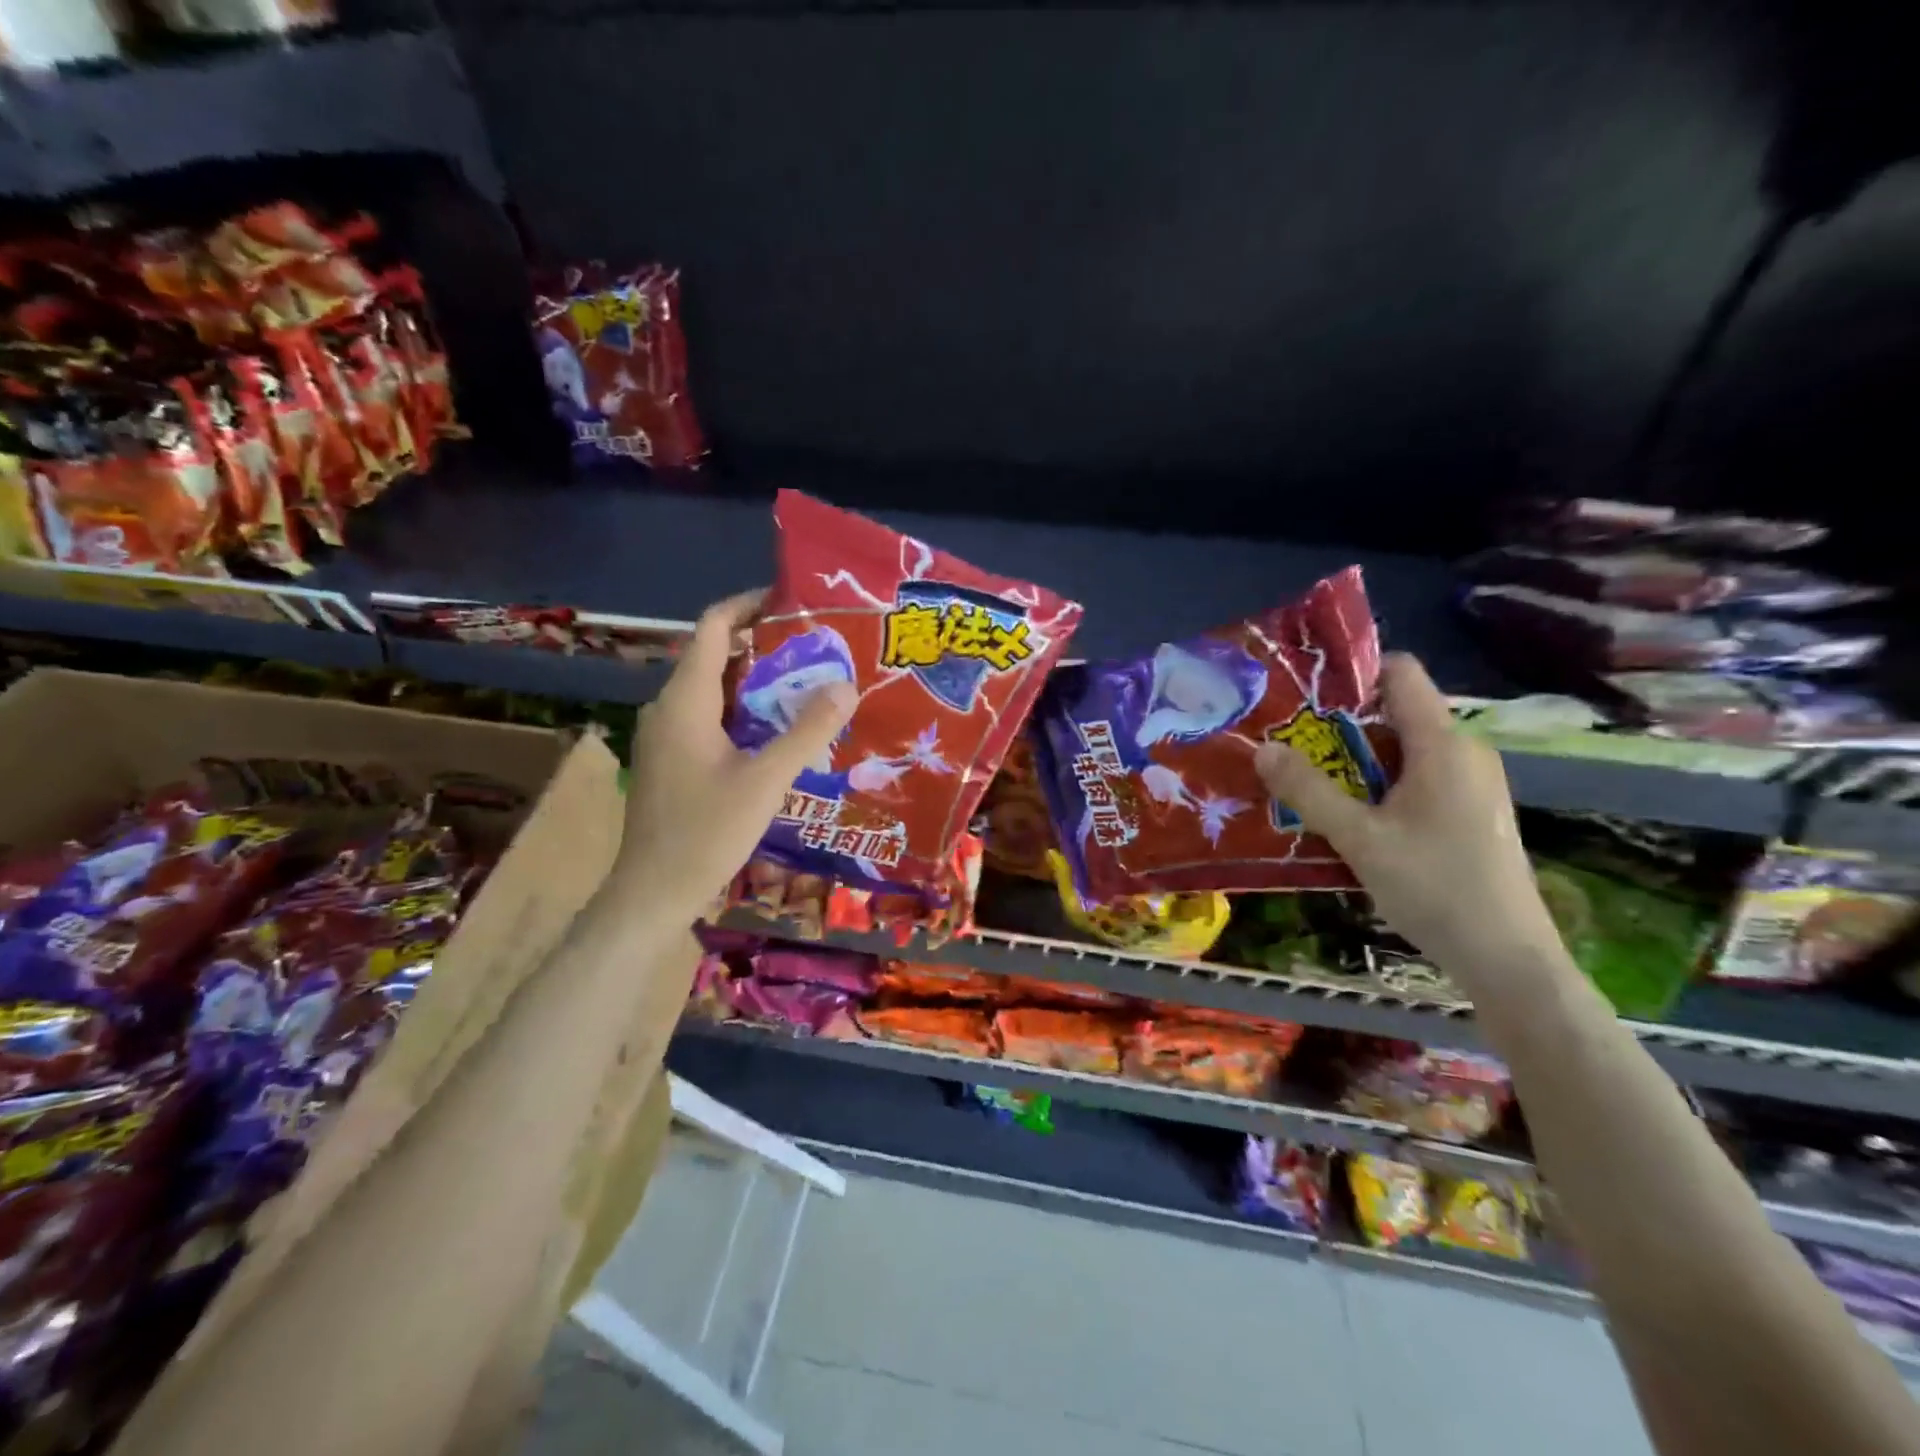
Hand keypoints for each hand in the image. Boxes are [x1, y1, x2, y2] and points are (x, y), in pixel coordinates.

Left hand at [615, 591, 855, 912]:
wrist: (652, 893)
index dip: (748, 606)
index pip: (712, 627)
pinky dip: (744, 713)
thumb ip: (807, 731)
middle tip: (818, 652)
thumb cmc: (706, 833)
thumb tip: (846, 686)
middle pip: (716, 657)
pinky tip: (778, 735)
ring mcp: (666, 736)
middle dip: (765, 648)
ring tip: (807, 689)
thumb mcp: (766, 781)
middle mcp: (669, 708)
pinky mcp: (671, 760)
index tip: (791, 603)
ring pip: (715, 691)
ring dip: (757, 684)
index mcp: (685, 701)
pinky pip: (710, 718)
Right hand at [1254, 653, 1567, 993]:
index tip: (1304, 695)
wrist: (1509, 960)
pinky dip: (1379, 785)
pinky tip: (1351, 818)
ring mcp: (1471, 783)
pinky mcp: (1470, 811)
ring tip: (1308, 782)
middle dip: (1340, 725)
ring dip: (1355, 761)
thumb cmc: (1436, 888)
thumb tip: (1262, 749)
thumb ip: (1309, 791)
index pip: (1401, 673)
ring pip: (1403, 750)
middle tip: (1290, 746)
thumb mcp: (1360, 839)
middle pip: (1395, 713)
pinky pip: (1417, 777)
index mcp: (1443, 745)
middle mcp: (1463, 752)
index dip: (1353, 672)